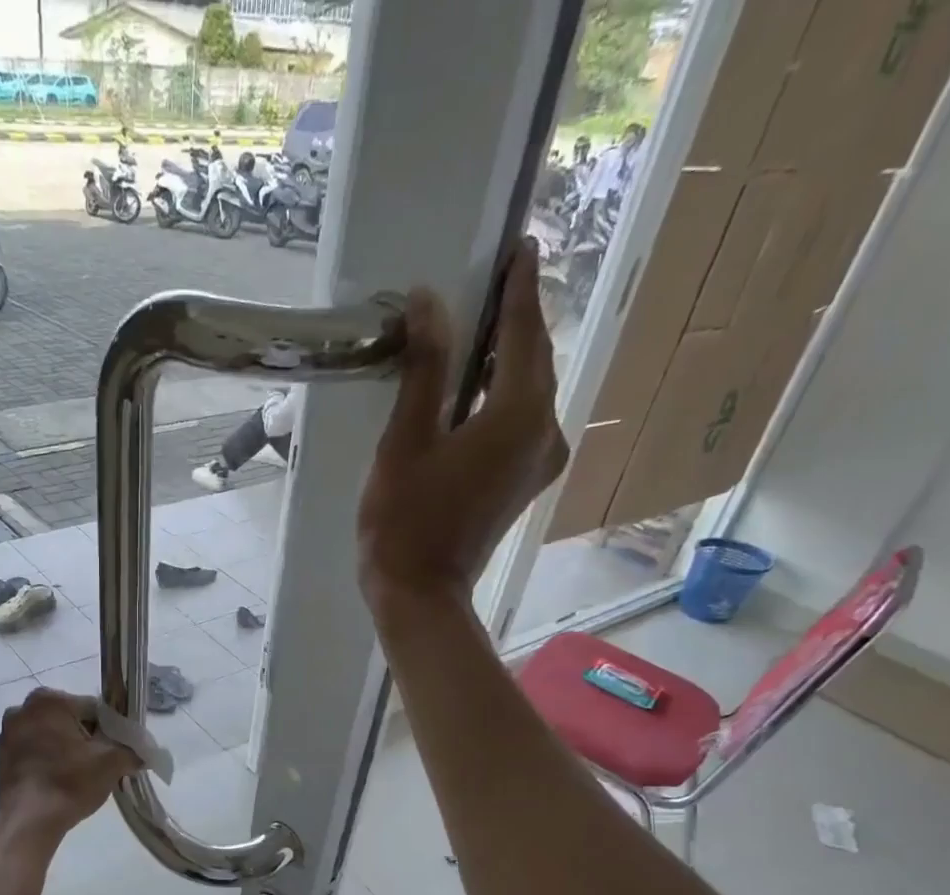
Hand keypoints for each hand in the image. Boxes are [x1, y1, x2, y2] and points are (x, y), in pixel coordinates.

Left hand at [0, 688, 139, 842]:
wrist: (29, 822)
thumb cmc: (70, 782)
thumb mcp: (112, 763)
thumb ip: (131, 750)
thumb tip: (142, 752)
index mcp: (48, 700)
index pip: (92, 708)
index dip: (109, 729)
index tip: (116, 750)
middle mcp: (21, 710)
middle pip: (67, 721)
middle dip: (84, 738)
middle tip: (98, 764)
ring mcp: (5, 736)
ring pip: (47, 737)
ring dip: (63, 750)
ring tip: (77, 776)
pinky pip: (31, 755)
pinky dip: (44, 763)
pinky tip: (56, 784)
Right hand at [357, 243, 569, 607]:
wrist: (419, 595)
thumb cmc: (405, 521)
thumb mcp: (405, 440)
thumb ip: (424, 368)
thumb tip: (429, 301)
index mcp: (519, 414)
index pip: (523, 333)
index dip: (519, 287)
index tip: (521, 245)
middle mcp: (544, 431)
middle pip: (535, 360)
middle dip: (518, 320)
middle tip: (497, 281)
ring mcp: (539, 461)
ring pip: (530, 392)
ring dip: (509, 359)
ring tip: (482, 329)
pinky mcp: (524, 482)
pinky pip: (522, 421)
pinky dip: (504, 396)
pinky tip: (478, 388)